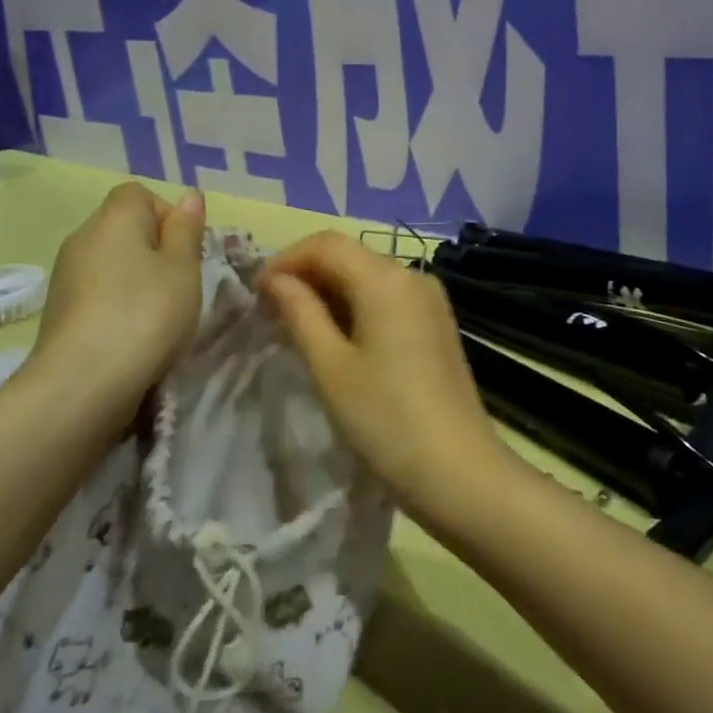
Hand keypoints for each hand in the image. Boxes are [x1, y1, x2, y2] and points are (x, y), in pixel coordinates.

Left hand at [29, 183, 205, 415]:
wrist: (82, 383)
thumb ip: (186, 229)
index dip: (166, 214)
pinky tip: (132, 333)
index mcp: (114, 218)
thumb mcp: (183, 268)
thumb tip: (189, 195)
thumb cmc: (145, 313)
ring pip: (110, 261)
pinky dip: (116, 303)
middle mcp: (82, 238)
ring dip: (136, 278)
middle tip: (179, 282)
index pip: (138, 194)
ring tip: (158, 312)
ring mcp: (65, 276)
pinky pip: (97, 291)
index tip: (184, 249)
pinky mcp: (59, 311)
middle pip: (123, 227)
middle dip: (154, 248)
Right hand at [258, 233, 514, 529]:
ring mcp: (430, 298)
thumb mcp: (330, 366)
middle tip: (269, 313)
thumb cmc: (384, 417)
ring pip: (368, 276)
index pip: (326, 244)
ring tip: (295, 327)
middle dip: (305, 275)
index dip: (285, 260)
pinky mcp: (436, 322)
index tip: (255, 293)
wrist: (457, 468)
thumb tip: (275, 280)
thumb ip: (300, 312)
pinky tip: (336, 337)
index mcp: (386, 278)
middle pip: (349, 256)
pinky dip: (355, 306)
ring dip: (329, 292)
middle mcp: (412, 275)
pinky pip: (388, 297)